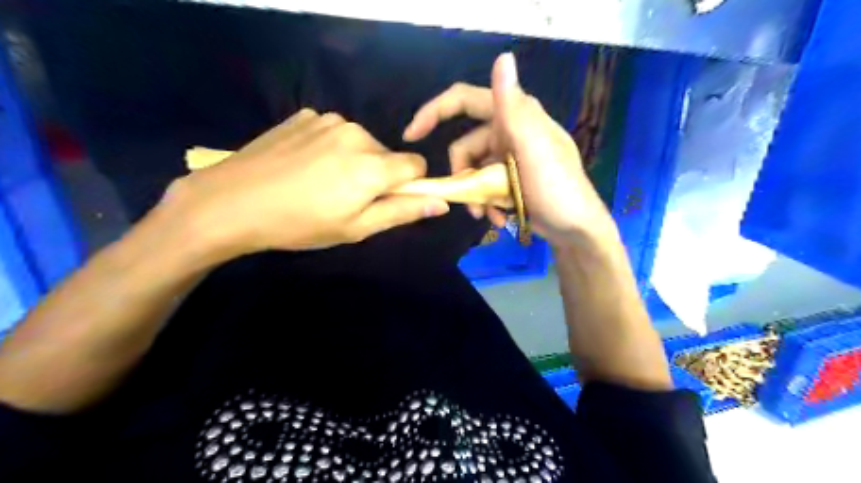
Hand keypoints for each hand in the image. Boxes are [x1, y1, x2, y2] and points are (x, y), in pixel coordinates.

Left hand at [166, 108, 450, 258]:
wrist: (230, 202)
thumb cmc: (299, 224)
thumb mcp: (355, 228)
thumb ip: (402, 211)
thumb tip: (441, 203)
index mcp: (372, 164)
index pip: (416, 164)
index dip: (409, 184)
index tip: (387, 200)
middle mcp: (356, 133)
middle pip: (387, 154)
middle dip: (377, 174)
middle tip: (345, 198)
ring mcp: (328, 119)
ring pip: (361, 142)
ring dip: (353, 160)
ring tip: (321, 182)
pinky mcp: (305, 114)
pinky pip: (334, 132)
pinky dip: (329, 147)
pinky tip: (303, 164)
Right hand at [403, 55, 611, 247]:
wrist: (577, 230)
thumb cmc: (558, 189)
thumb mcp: (534, 148)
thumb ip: (514, 108)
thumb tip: (503, 56)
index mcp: (515, 116)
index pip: (465, 101)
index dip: (434, 112)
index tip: (412, 135)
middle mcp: (509, 131)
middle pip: (465, 147)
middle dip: (464, 176)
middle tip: (471, 201)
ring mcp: (510, 157)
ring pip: (473, 171)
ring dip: (475, 196)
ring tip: (488, 216)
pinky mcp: (510, 178)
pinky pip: (485, 185)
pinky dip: (486, 203)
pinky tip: (499, 218)